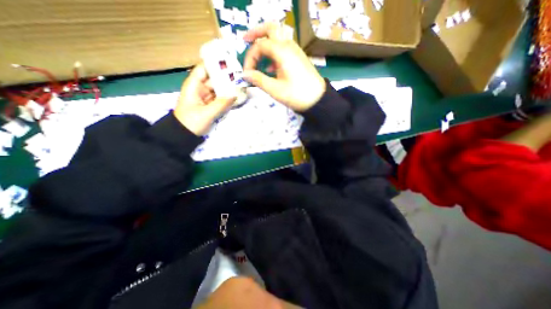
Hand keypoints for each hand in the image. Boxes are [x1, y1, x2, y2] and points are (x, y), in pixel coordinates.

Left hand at [175, 62, 236, 134]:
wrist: (184, 135)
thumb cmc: (191, 122)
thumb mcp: (206, 113)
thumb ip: (221, 104)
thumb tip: (235, 95)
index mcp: (194, 85)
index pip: (204, 68)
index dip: (215, 63)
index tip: (230, 62)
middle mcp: (200, 88)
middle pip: (214, 78)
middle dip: (226, 77)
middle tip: (240, 76)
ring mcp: (206, 97)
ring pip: (218, 88)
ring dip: (228, 88)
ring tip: (241, 85)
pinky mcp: (210, 104)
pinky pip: (220, 98)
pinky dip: (227, 97)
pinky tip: (236, 96)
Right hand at [242, 23, 325, 112]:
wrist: (317, 99)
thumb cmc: (296, 95)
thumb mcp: (275, 89)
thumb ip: (258, 80)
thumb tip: (245, 74)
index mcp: (282, 52)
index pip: (260, 45)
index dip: (250, 57)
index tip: (246, 72)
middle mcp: (289, 46)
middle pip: (271, 28)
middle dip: (256, 32)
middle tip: (245, 40)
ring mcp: (295, 51)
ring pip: (278, 38)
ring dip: (265, 43)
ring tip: (257, 57)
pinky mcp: (298, 58)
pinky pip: (283, 48)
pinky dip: (274, 53)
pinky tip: (271, 68)